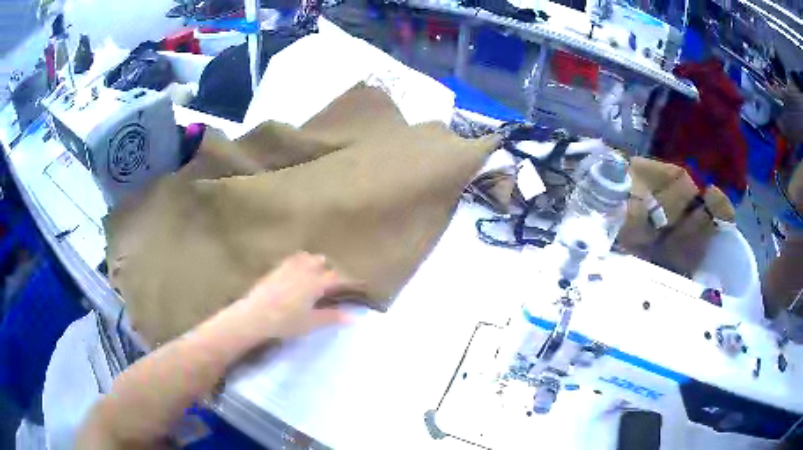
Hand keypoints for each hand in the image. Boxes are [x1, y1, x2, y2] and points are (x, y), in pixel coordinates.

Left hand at [232, 252, 361, 340]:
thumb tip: (354, 317)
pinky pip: (292, 259)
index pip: (337, 279)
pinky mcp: (276, 270)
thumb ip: (332, 317)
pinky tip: (298, 264)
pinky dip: (300, 260)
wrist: (255, 316)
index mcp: (316, 284)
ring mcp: (289, 269)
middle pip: (322, 265)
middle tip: (335, 280)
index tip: (356, 285)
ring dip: (315, 262)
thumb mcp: (311, 323)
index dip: (348, 281)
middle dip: (330, 270)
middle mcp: (304, 272)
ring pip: (307, 259)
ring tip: (319, 267)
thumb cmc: (285, 322)